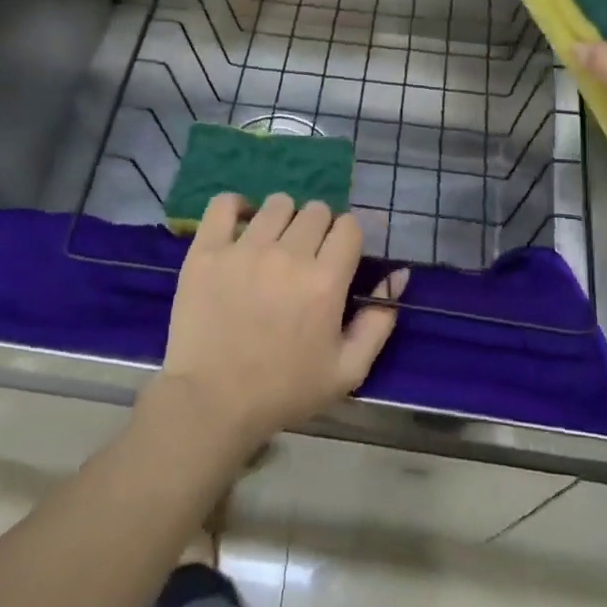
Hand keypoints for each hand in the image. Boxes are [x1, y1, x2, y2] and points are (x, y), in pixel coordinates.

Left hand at [152, 194, 407, 450]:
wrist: (212, 403)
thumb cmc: (284, 391)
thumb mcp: (348, 370)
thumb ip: (379, 321)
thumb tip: (399, 274)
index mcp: (325, 281)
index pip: (349, 226)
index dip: (347, 238)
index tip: (337, 257)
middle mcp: (287, 256)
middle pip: (316, 210)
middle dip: (318, 229)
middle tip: (306, 257)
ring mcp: (243, 249)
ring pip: (277, 204)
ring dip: (283, 219)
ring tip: (273, 245)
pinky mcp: (207, 251)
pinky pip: (224, 204)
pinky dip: (236, 207)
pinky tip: (241, 226)